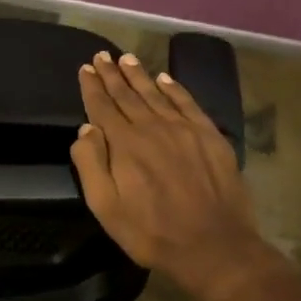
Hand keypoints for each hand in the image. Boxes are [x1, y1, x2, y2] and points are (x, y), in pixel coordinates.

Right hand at [70, 51, 273, 300]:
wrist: (214, 245)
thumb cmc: (152, 232)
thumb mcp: (106, 208)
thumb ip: (91, 165)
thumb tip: (86, 129)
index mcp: (125, 144)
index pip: (103, 107)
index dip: (92, 87)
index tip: (85, 69)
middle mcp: (153, 127)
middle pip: (128, 94)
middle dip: (112, 74)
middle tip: (102, 56)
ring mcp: (184, 128)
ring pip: (156, 93)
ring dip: (139, 75)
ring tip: (126, 58)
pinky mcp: (209, 135)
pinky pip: (187, 102)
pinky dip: (174, 88)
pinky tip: (165, 78)